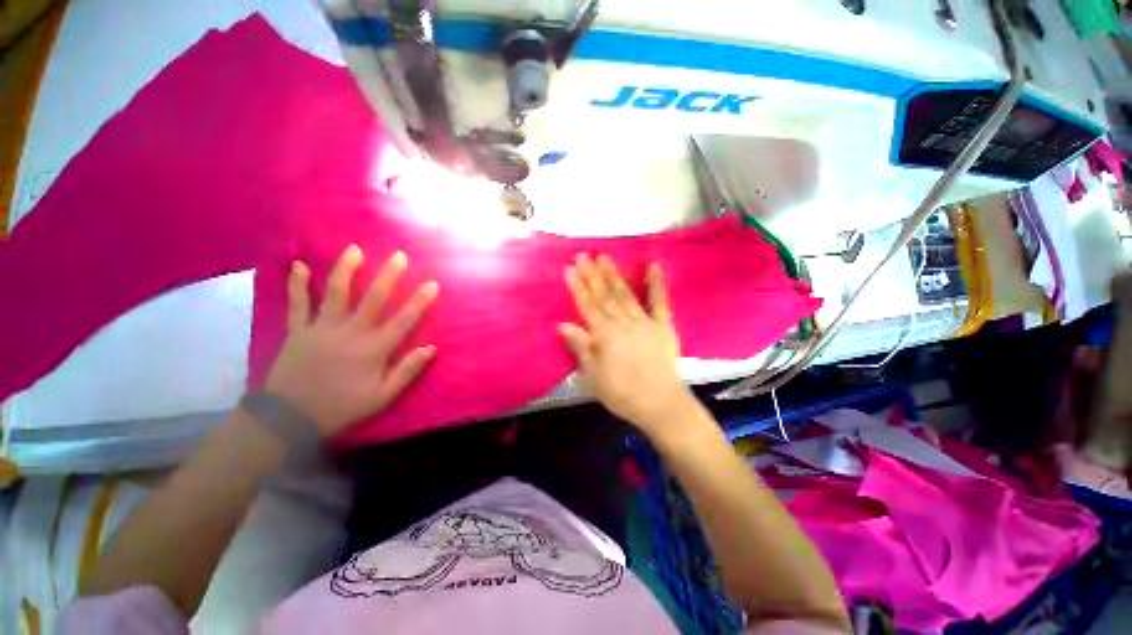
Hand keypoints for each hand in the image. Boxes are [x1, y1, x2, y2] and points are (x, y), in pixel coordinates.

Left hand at [265, 245, 437, 435]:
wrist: (290, 418)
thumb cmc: (341, 407)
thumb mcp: (382, 397)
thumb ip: (407, 371)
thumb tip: (431, 348)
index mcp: (373, 349)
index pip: (403, 320)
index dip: (420, 301)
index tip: (432, 284)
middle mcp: (350, 332)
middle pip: (372, 298)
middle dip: (388, 275)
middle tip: (399, 255)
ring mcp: (321, 328)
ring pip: (335, 293)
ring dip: (346, 269)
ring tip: (355, 249)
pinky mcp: (298, 330)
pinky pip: (297, 303)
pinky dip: (297, 284)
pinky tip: (298, 265)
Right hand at [559, 254, 697, 434]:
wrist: (660, 403)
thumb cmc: (622, 393)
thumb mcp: (593, 375)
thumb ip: (581, 346)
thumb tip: (563, 324)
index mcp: (604, 335)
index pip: (587, 305)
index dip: (578, 286)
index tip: (570, 269)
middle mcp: (623, 323)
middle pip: (604, 296)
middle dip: (592, 275)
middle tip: (583, 256)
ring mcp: (645, 322)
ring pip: (625, 294)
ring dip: (614, 275)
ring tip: (604, 257)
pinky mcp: (663, 326)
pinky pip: (660, 302)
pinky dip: (656, 283)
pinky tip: (653, 266)